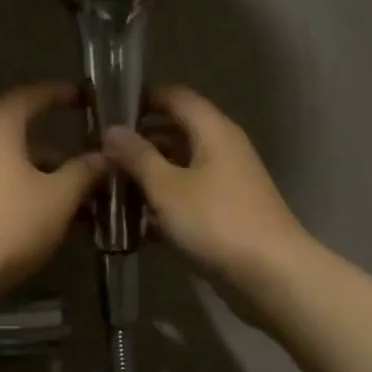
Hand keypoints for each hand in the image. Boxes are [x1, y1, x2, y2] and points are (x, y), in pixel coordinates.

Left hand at [0, 82, 107, 297]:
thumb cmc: (10, 222)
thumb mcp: (59, 197)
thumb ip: (84, 171)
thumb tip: (104, 157)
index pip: (33, 95)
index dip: (61, 94)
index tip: (85, 97)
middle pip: (23, 133)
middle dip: (61, 149)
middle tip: (92, 159)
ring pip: (13, 163)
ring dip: (47, 176)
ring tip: (82, 198)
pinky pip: (0, 184)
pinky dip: (27, 192)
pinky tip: (54, 218)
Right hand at [102, 85, 311, 310]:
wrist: (271, 276)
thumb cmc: (217, 222)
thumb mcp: (168, 187)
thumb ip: (137, 156)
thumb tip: (111, 129)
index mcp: (213, 131)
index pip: (176, 96)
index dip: (142, 98)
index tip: (107, 111)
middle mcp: (222, 149)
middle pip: (175, 132)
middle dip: (139, 142)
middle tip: (99, 155)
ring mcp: (225, 183)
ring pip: (179, 167)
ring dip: (147, 176)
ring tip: (108, 187)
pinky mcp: (224, 213)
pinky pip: (187, 197)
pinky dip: (163, 203)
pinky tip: (133, 222)